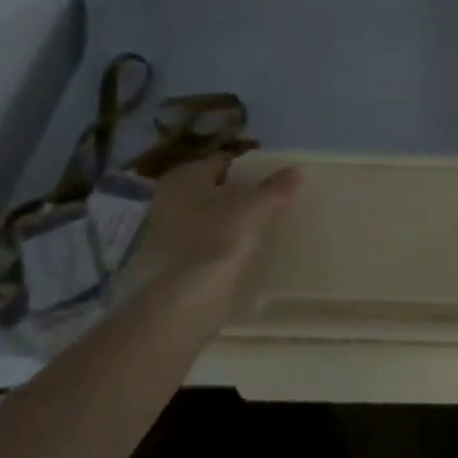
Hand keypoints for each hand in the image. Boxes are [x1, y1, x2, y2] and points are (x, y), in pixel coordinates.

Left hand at [123, 156, 301, 330]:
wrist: (191, 295)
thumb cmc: (222, 235)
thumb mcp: (257, 206)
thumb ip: (277, 187)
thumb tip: (296, 171)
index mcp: (185, 175)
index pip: (222, 162)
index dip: (247, 170)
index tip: (268, 182)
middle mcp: (167, 197)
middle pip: (210, 190)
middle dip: (233, 196)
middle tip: (262, 205)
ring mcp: (161, 231)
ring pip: (201, 217)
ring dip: (222, 221)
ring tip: (253, 231)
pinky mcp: (163, 261)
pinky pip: (196, 243)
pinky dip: (213, 244)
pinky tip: (234, 255)